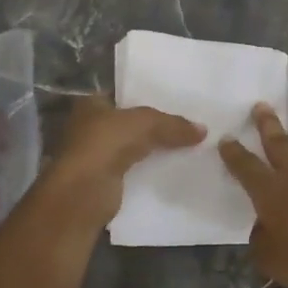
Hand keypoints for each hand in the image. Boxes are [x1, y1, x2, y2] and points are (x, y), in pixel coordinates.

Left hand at [41, 95, 205, 227]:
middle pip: (128, 122)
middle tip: (185, 124)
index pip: (122, 94)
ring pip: (131, 147)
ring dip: (151, 149)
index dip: (146, 96)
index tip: (174, 101)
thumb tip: (203, 130)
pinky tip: (172, 169)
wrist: (83, 193)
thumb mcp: (146, 124)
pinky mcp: (103, 181)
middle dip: (152, 125)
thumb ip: (173, 125)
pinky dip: (148, 170)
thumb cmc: (106, 143)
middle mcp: (88, 127)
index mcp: (90, 103)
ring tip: (185, 145)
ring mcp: (94, 155)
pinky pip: (133, 169)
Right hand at [220, 104, 287, 287]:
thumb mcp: (271, 260)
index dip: (234, 153)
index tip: (226, 138)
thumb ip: (261, 240)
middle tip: (261, 106)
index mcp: (271, 192)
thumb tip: (263, 226)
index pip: (246, 167)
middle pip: (278, 143)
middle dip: (267, 124)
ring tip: (286, 133)